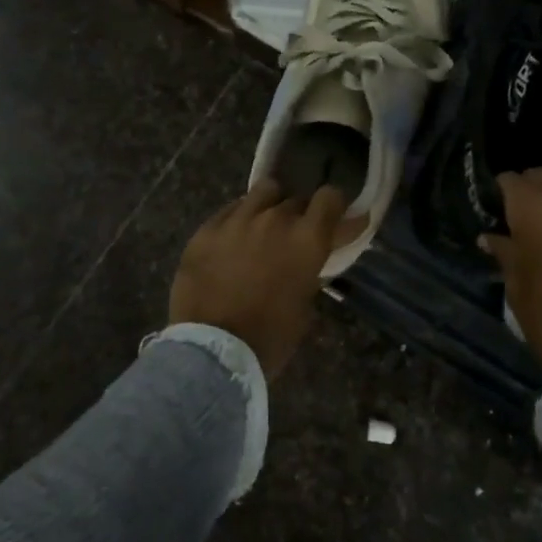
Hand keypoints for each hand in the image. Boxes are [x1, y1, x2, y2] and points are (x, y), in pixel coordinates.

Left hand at [169, 181, 346, 378]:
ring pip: (262, 193)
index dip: (334, 206)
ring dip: (269, 206)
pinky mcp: (207, 228)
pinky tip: (232, 240)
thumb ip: (312, 272)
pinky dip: (238, 220)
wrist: (212, 349)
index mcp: (307, 239)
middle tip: (292, 239)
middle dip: (299, 216)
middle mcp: (276, 219)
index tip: (333, 220)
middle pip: (296, 199)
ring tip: (262, 227)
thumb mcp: (305, 306)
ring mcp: (238, 219)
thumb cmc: (270, 337)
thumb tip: (311, 262)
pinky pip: (230, 210)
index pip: (331, 197)